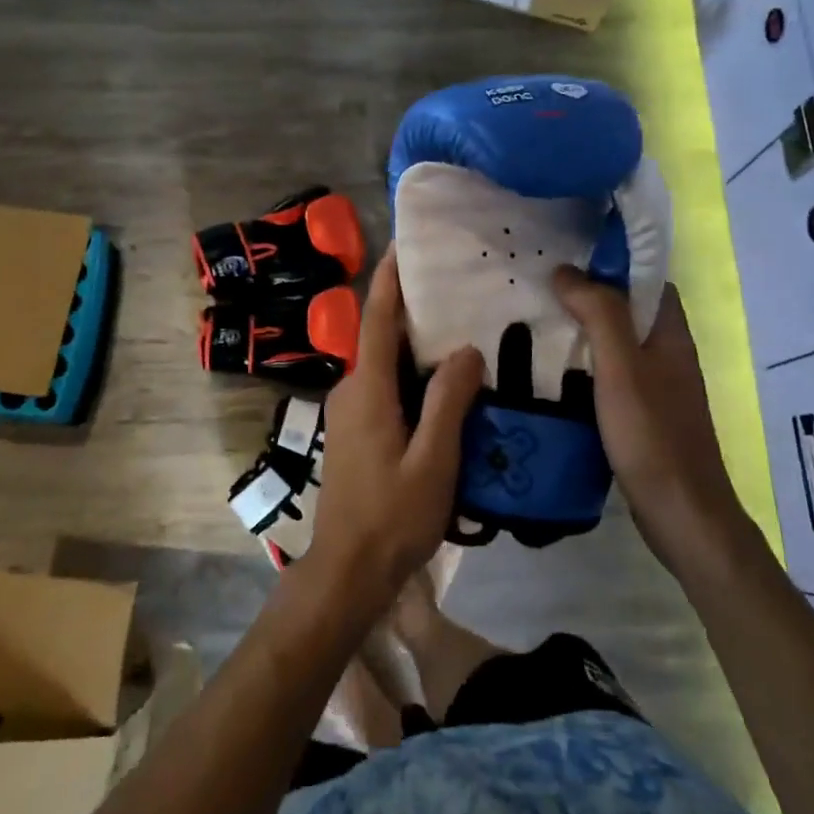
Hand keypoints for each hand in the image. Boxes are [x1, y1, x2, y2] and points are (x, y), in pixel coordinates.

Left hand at [307, 247, 484, 622]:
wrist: (348, 570)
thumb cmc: (392, 516)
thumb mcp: (433, 461)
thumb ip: (449, 402)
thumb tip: (465, 349)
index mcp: (367, 389)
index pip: (376, 319)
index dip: (389, 279)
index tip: (404, 244)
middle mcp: (352, 389)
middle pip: (381, 336)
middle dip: (412, 308)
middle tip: (455, 286)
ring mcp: (350, 410)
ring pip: (385, 363)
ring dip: (415, 343)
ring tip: (461, 327)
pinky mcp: (357, 429)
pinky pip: (386, 385)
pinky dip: (412, 372)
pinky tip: (445, 381)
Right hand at [554, 267, 749, 577]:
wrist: (682, 514)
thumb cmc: (652, 434)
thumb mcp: (621, 367)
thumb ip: (599, 314)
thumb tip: (567, 270)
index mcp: (670, 333)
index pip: (646, 280)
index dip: (612, 264)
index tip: (568, 257)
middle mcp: (668, 353)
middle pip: (630, 309)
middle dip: (591, 295)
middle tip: (542, 289)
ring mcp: (658, 386)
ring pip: (619, 342)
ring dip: (586, 330)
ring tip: (540, 322)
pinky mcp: (644, 414)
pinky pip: (613, 373)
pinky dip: (587, 364)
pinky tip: (556, 372)